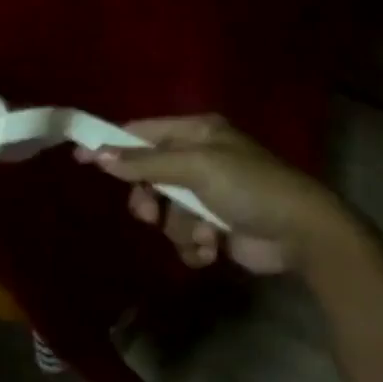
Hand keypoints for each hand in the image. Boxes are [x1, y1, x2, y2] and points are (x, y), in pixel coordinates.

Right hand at [83, 115, 355, 275]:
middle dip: (150, 199)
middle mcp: (199, 158)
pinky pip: (184, 236)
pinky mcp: (215, 227)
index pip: (143, 132)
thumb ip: (146, 162)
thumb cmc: (248, 186)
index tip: (82, 158)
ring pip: (165, 212)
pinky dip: (195, 245)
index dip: (113, 144)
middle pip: (149, 176)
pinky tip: (214, 248)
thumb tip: (98, 153)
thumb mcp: (196, 166)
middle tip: (150, 213)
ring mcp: (207, 194)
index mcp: (196, 132)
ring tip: (203, 234)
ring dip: (180, 228)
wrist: (300, 232)